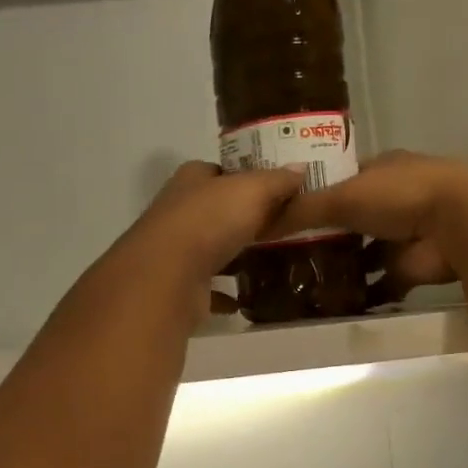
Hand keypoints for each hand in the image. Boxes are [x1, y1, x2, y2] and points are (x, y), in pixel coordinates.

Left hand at [111, 161, 303, 319]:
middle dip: (241, 218)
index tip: (272, 189)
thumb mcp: (252, 191)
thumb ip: (276, 181)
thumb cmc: (209, 221)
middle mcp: (178, 212)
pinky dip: (222, 293)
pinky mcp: (178, 286)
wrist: (167, 277)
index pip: (217, 171)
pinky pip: (206, 288)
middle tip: (278, 226)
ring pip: (209, 249)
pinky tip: (243, 299)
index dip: (242, 177)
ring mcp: (175, 251)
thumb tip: (300, 168)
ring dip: (231, 255)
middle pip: (214, 211)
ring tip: (267, 261)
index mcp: (190, 181)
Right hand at [266, 151, 467, 304]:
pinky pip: (381, 283)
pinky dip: (363, 294)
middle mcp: (393, 199)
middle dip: (324, 237)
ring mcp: (404, 235)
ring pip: (364, 252)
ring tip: (302, 284)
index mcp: (379, 170)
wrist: (456, 223)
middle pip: (350, 220)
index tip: (280, 216)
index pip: (338, 182)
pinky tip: (333, 305)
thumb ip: (300, 210)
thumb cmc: (397, 195)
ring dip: (343, 268)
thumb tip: (256, 223)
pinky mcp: (411, 268)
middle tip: (285, 258)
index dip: (311, 197)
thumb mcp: (340, 196)